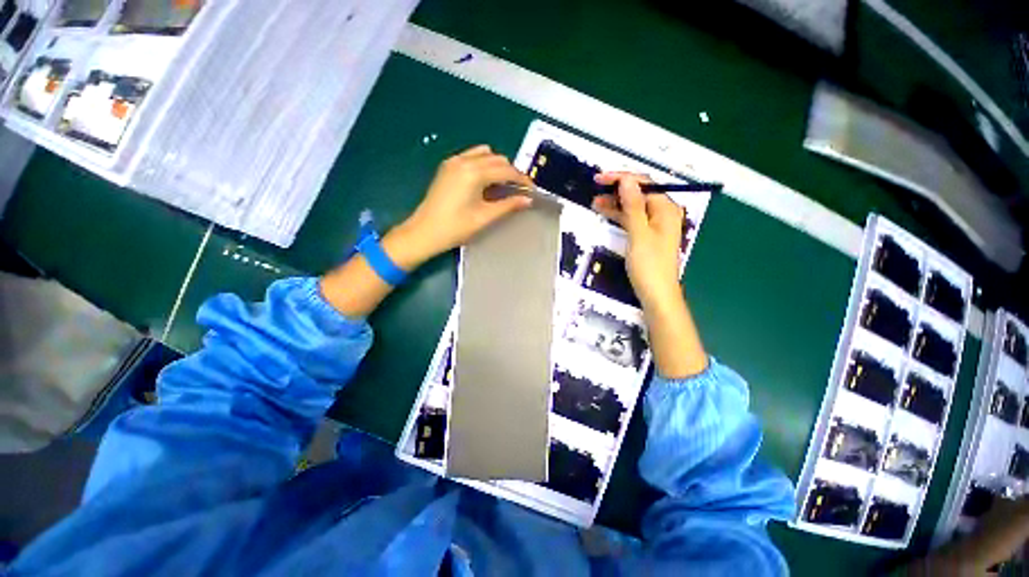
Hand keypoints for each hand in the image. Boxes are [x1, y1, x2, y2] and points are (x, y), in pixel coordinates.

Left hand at [383, 145, 533, 269]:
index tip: (531, 190)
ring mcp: (454, 162)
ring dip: (497, 166)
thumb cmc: (455, 227)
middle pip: (497, 159)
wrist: (424, 232)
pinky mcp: (447, 167)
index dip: (521, 179)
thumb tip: (527, 199)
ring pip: (484, 155)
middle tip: (519, 190)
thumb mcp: (484, 217)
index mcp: (474, 172)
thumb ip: (508, 205)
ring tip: (503, 185)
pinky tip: (486, 181)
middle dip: (511, 172)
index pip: (506, 170)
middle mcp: (464, 161)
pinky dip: (483, 165)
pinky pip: (472, 157)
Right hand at [590, 172, 683, 308]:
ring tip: (595, 201)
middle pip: (639, 193)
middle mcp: (662, 213)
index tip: (600, 179)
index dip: (622, 178)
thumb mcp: (639, 234)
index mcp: (666, 209)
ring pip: (633, 206)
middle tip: (595, 188)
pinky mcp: (647, 235)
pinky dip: (619, 215)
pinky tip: (605, 212)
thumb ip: (633, 206)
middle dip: (617, 190)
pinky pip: (632, 218)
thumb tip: (627, 179)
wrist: (656, 294)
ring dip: (616, 202)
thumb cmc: (649, 265)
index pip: (644, 184)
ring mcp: (655, 224)